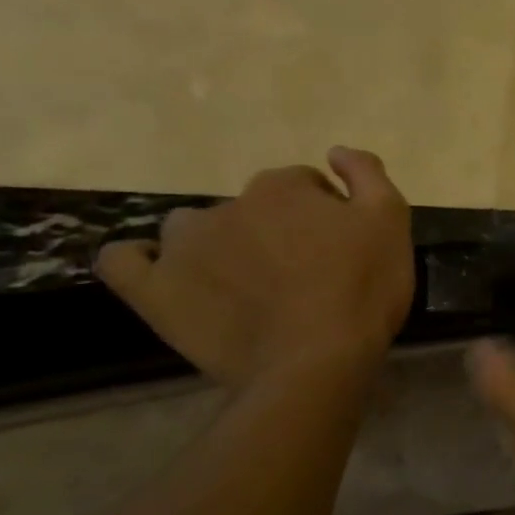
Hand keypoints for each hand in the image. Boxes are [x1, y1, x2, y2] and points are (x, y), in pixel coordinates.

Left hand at [96, 147, 413, 386]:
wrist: (316, 361)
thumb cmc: (362, 288)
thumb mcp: (391, 221)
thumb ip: (366, 175)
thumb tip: (335, 152)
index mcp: (283, 187)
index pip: (306, 184)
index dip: (327, 213)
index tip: (342, 246)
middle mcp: (228, 206)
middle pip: (254, 206)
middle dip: (276, 228)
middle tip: (304, 270)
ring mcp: (184, 248)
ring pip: (194, 228)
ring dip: (217, 243)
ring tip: (245, 283)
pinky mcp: (156, 292)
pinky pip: (123, 261)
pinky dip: (140, 260)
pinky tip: (165, 273)